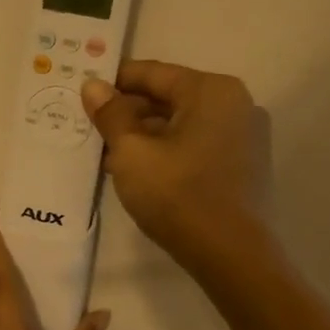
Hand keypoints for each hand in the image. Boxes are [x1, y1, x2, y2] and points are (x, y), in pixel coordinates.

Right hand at [82, 60, 266, 270]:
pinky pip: (197, 144)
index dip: (114, 82)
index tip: (84, 95)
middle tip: (91, 129)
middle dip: (129, 112)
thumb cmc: (178, 195)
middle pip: (169, 97)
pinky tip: (139, 171)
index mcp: (212, 91)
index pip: (153, 73)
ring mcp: (245, 135)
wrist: (232, 256)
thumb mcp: (132, 152)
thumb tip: (93, 85)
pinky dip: (168, 151)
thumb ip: (110, 114)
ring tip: (108, 155)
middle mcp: (236, 104)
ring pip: (182, 123)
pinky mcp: (244, 164)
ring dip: (145, 135)